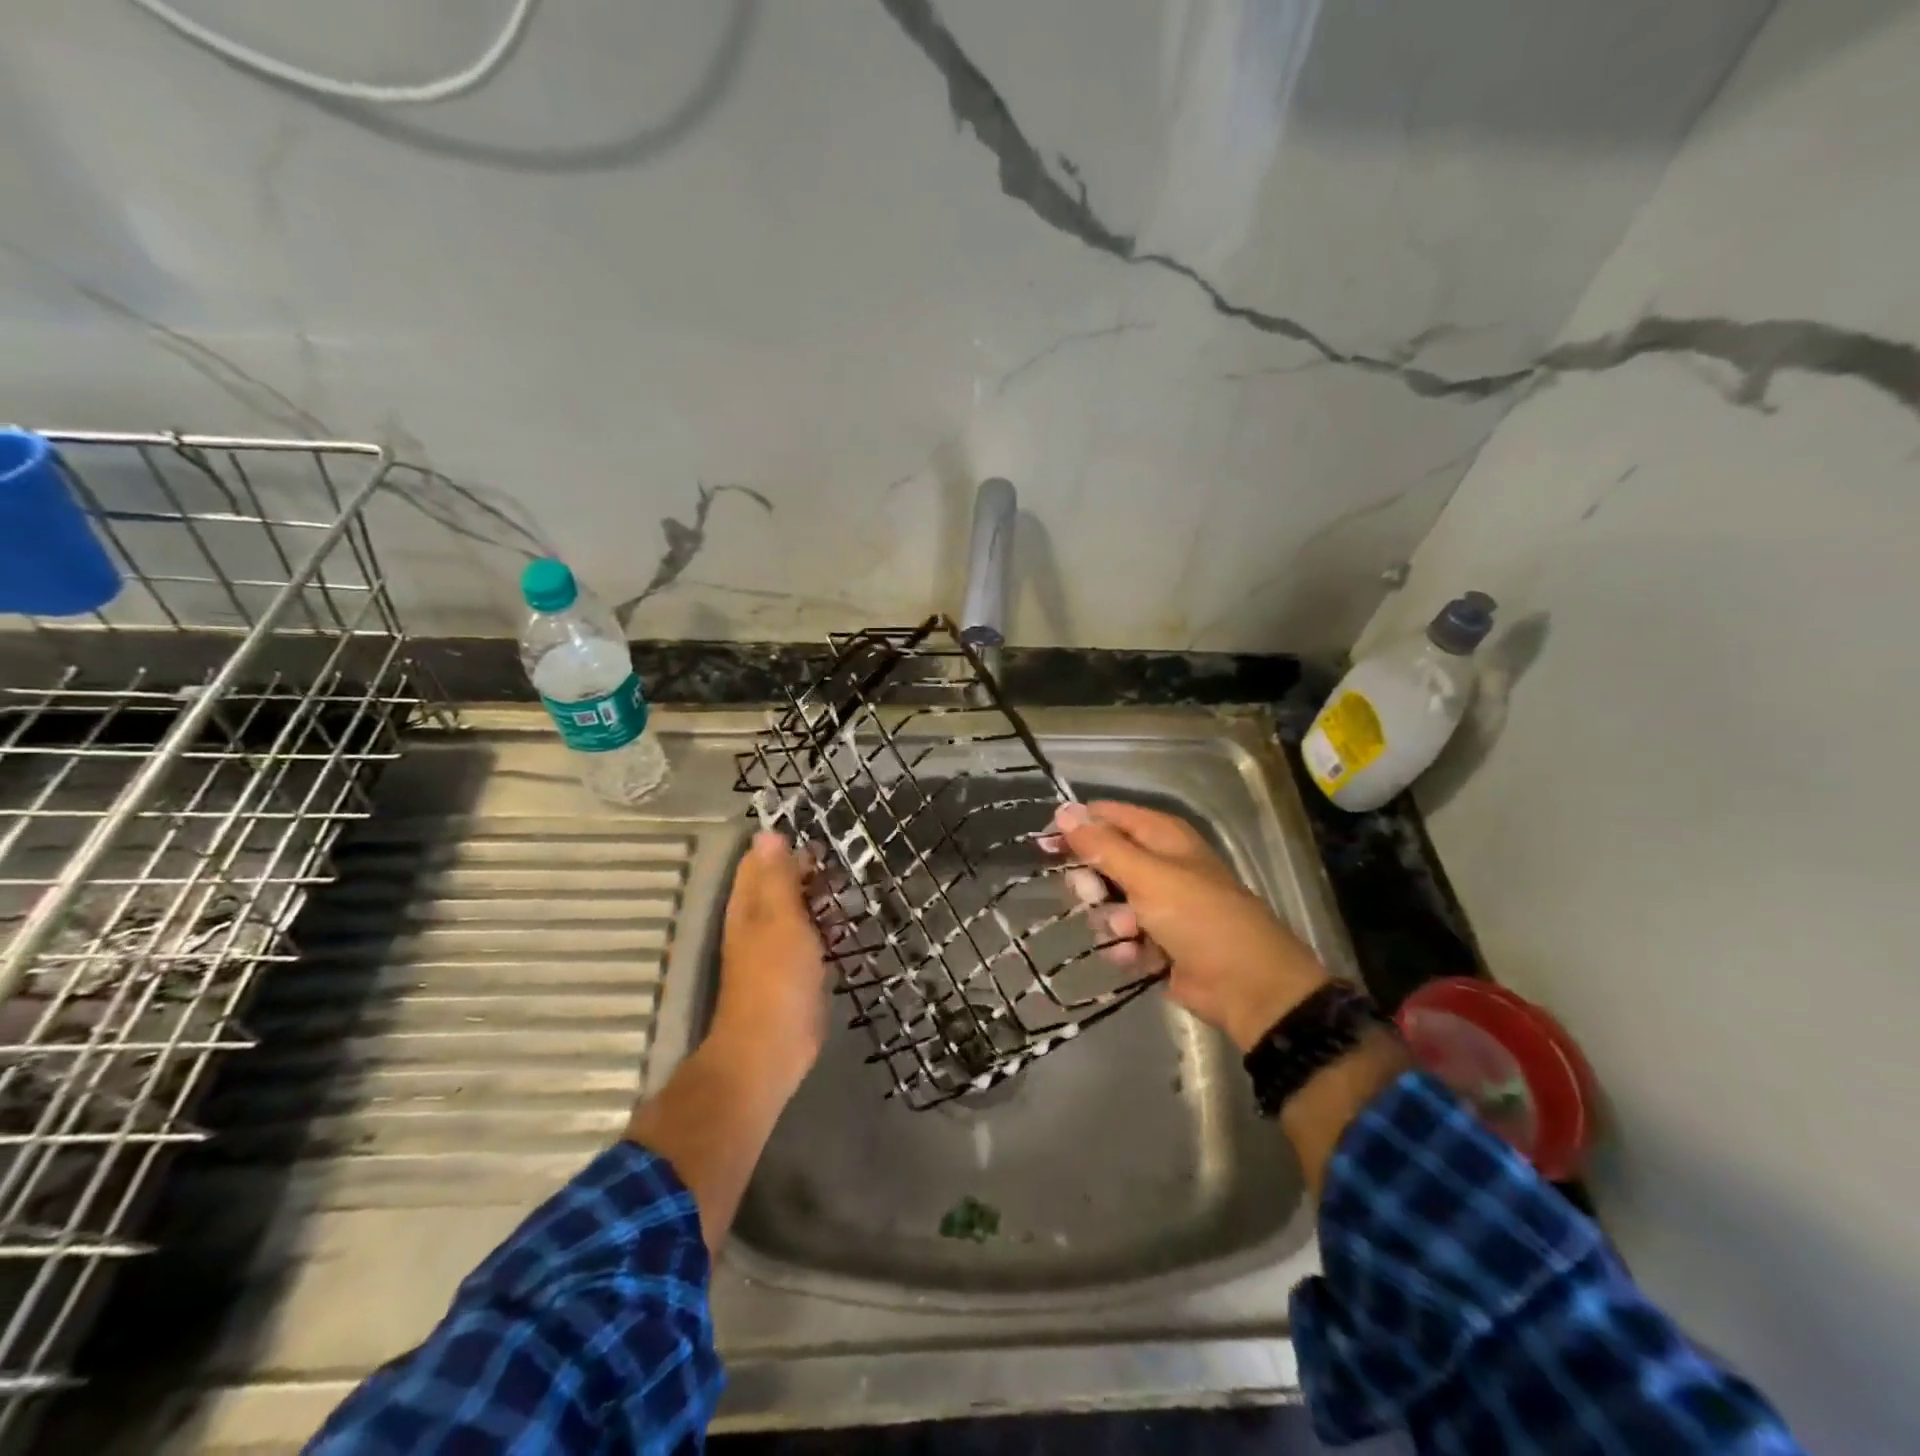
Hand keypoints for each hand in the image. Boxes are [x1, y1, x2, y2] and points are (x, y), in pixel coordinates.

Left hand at [708, 832, 831, 1093]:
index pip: (760, 862)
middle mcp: (758, 923)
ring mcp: (777, 950)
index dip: (786, 846)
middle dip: (809, 871)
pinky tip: (851, 925)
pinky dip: (828, 928)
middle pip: (781, 885)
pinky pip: (813, 939)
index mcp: (748, 906)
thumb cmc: (776, 977)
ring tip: (854, 887)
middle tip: (847, 862)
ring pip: (799, 912)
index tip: (822, 839)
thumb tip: (768, 833)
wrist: (772, 1048)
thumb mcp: (780, 918)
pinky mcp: (797, 973)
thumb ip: (777, 877)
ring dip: (821, 899)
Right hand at [1052, 801, 1329, 1051]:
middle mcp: (1159, 864)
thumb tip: (1062, 810)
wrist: (1246, 986)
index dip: (1075, 827)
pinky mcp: (1156, 940)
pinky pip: (1121, 934)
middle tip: (1092, 895)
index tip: (1045, 845)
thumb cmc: (1198, 917)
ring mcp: (1158, 904)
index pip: (1106, 816)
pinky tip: (1135, 955)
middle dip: (1092, 882)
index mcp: (1161, 836)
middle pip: (1101, 861)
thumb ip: (1102, 845)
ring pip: (1107, 902)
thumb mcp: (1147, 876)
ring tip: (1129, 932)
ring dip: (1110, 919)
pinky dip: (1125, 945)